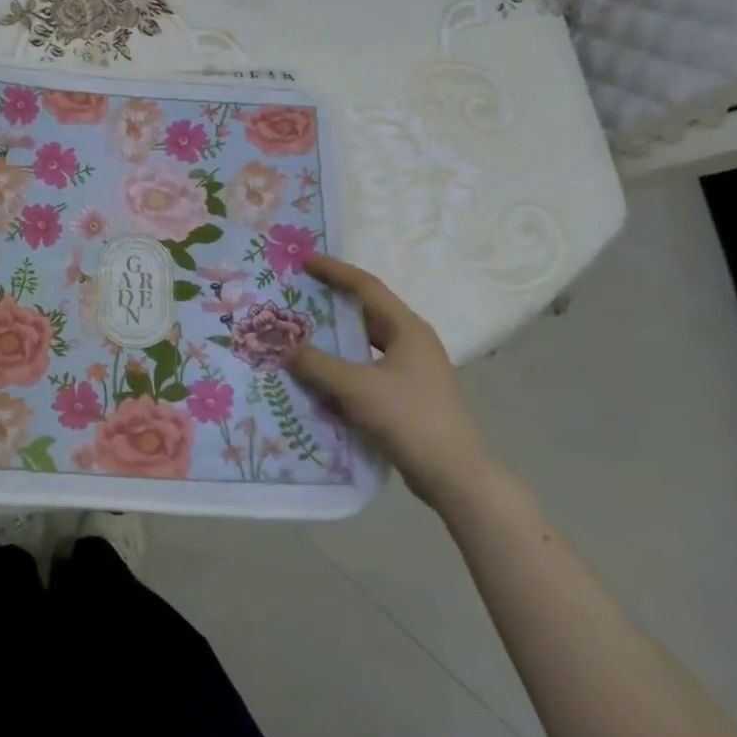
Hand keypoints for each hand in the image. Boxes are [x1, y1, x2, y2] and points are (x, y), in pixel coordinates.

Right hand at [287, 256, 492, 510]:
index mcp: (408, 329)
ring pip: (365, 343)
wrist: (453, 476)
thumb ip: (316, 364)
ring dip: (335, 338)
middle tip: (297, 297)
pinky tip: (319, 375)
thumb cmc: (408, 419)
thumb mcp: (355, 387)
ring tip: (300, 333)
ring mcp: (413, 370)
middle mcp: (413, 342)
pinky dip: (343, 365)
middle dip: (331, 304)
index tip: (304, 261)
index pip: (366, 287)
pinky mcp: (408, 395)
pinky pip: (367, 367)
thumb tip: (283, 348)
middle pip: (366, 312)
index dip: (334, 271)